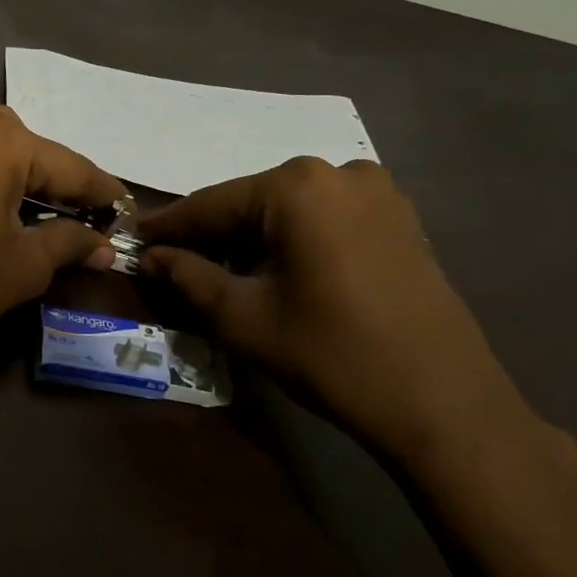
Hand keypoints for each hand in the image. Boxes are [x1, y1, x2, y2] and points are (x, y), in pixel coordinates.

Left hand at [0, 106, 126, 368]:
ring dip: (22, 184)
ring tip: (46, 219)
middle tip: (87, 223)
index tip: (127, 214)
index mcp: (3, 137)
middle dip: (61, 189)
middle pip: (32, 155)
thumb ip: (70, 243)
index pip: (72, 167)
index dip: (104, 195)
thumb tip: (103, 247)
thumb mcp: (24, 265)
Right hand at [139, 157, 539, 471]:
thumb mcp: (243, 317)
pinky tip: (275, 270)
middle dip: (211, 233)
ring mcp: (377, 191)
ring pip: (287, 209)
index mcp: (296, 187)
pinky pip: (324, 217)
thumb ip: (189, 275)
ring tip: (221, 272)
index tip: (133, 239)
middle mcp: (338, 172)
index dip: (168, 226)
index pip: (211, 203)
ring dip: (251, 237)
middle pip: (250, 202)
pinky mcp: (399, 217)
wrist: (443, 404)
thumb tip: (152, 256)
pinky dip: (291, 238)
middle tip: (173, 262)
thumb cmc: (331, 355)